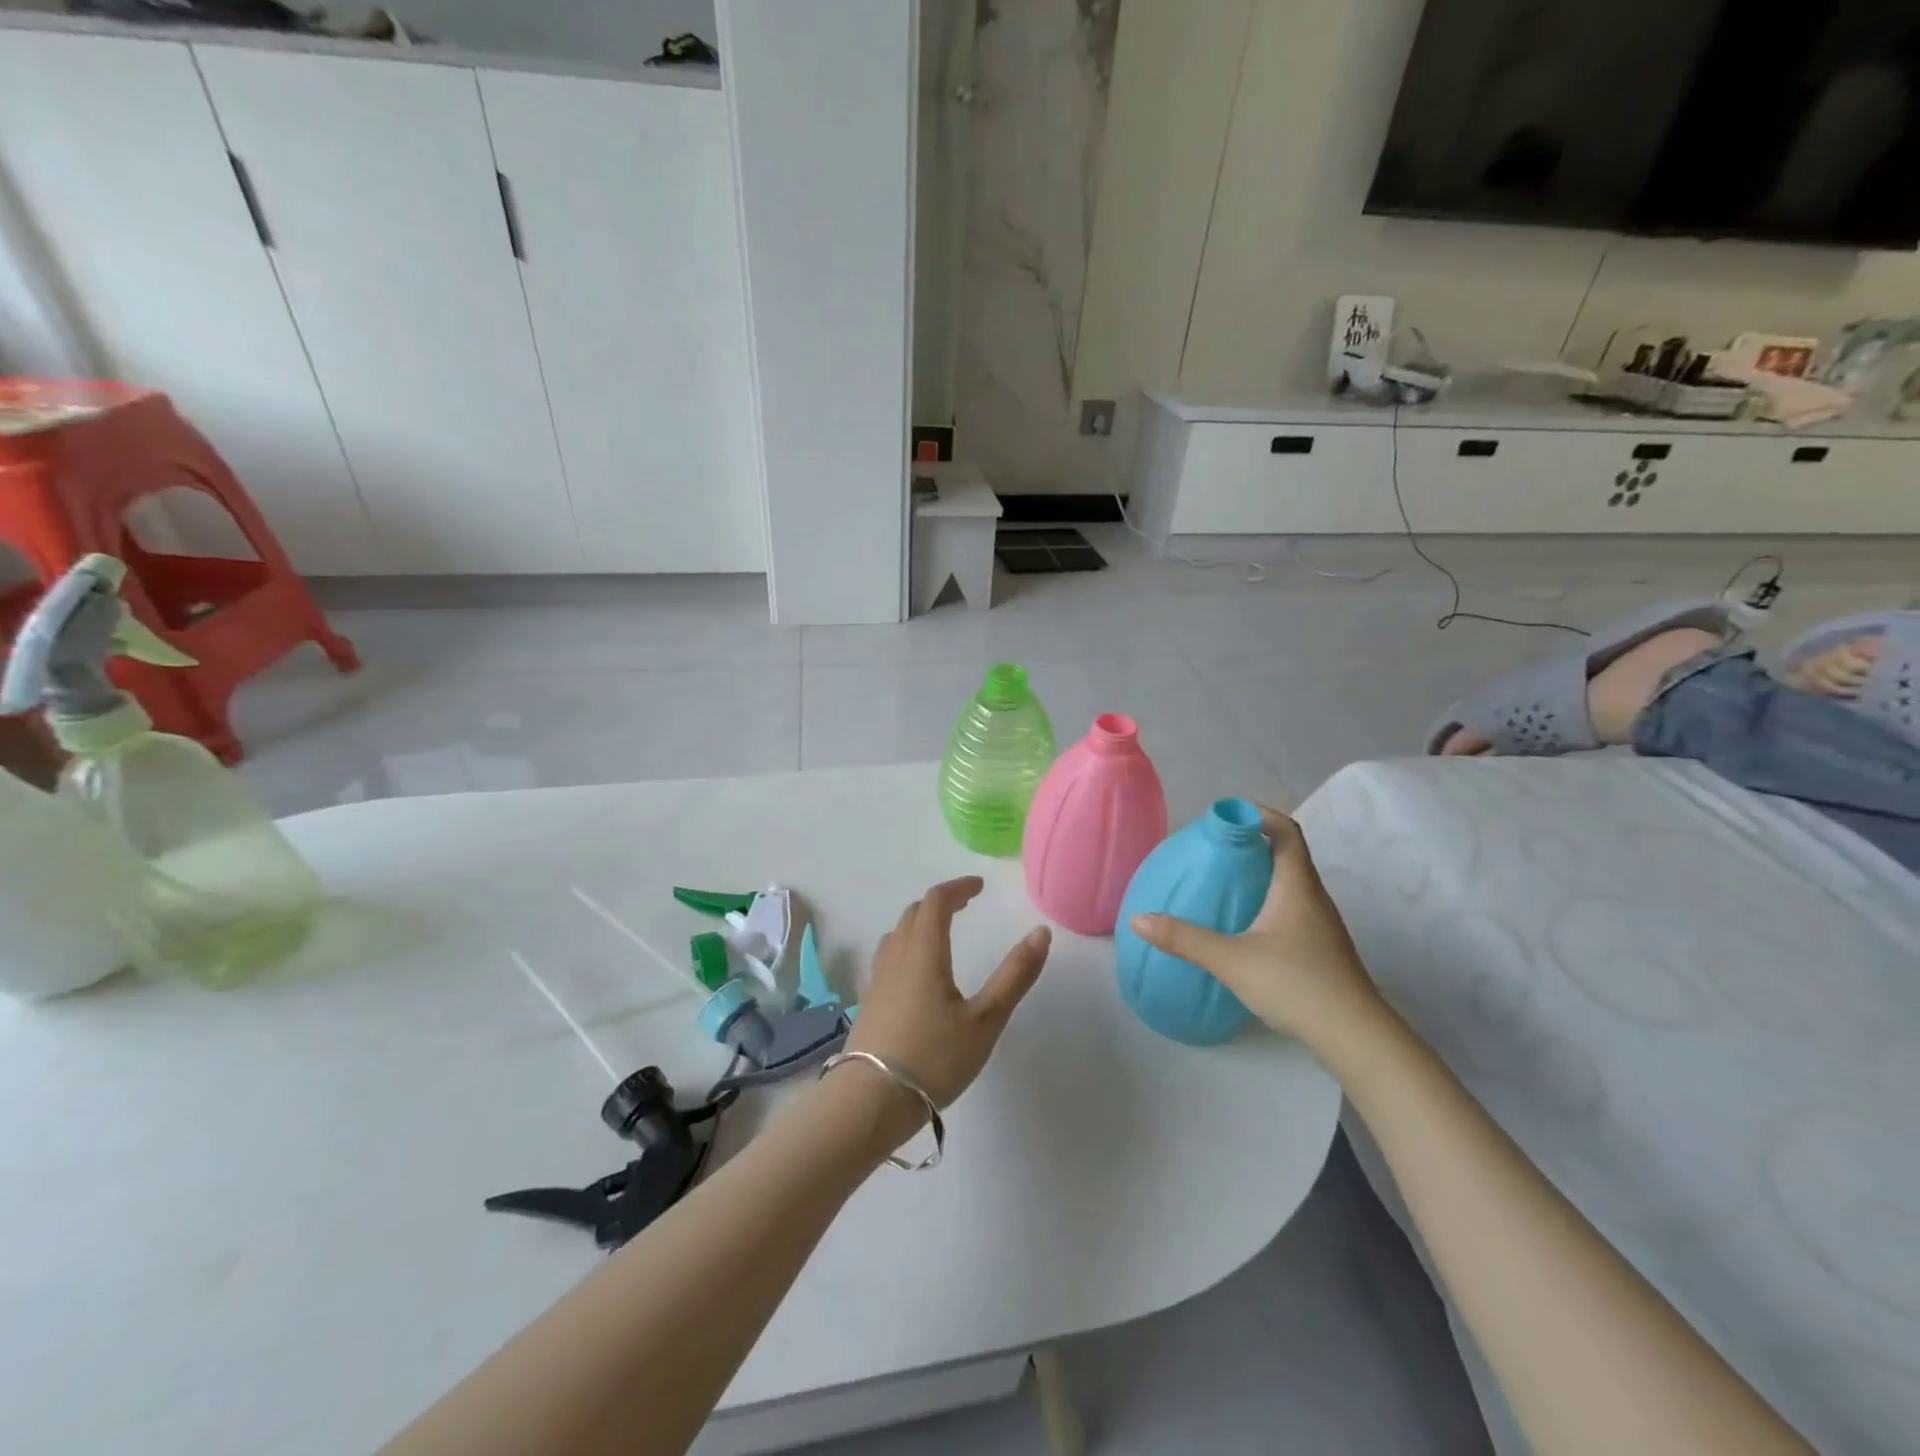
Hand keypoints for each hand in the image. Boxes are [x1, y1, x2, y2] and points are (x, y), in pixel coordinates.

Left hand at [847, 877, 1050, 1108]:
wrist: (871, 1101)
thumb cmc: (935, 1058)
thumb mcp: (986, 1020)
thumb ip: (1015, 975)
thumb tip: (1041, 932)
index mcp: (924, 952)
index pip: (936, 901)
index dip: (958, 888)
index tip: (979, 887)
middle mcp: (896, 956)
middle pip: (914, 913)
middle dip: (940, 903)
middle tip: (965, 906)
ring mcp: (877, 979)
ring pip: (897, 934)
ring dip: (919, 923)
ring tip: (940, 934)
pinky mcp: (868, 1002)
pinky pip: (887, 957)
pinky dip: (906, 947)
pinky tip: (915, 973)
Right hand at [1128, 807, 1386, 1050]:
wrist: (1356, 1037)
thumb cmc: (1297, 985)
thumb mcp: (1232, 961)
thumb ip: (1184, 939)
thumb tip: (1138, 919)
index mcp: (1297, 886)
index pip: (1286, 831)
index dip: (1259, 815)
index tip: (1227, 816)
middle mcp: (1313, 897)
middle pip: (1287, 855)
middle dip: (1252, 844)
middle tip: (1213, 849)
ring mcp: (1321, 924)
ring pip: (1290, 883)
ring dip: (1260, 874)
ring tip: (1223, 881)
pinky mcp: (1321, 947)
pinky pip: (1291, 907)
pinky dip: (1267, 900)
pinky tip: (1244, 924)